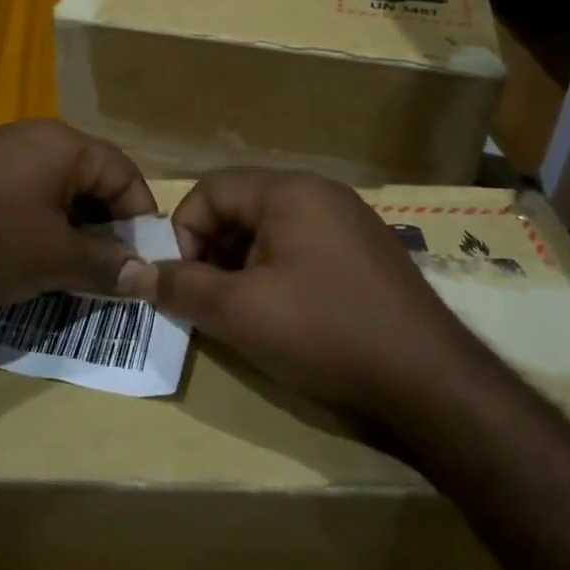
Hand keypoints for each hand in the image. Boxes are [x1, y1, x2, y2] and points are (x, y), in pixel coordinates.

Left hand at [0, 119, 157, 315]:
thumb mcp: (53, 258)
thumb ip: (106, 265)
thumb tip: (148, 276)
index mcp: (64, 145)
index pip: (126, 174)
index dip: (140, 220)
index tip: (142, 264)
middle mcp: (34, 136)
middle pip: (91, 178)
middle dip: (105, 226)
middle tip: (108, 271)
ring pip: (55, 188)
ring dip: (70, 228)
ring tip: (68, 269)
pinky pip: (22, 193)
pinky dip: (36, 223)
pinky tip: (23, 255)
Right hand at [126, 168, 468, 416]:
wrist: (431, 379)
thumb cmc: (327, 332)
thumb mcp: (242, 312)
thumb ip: (183, 287)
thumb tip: (138, 274)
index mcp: (289, 191)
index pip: (210, 190)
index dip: (183, 234)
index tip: (184, 284)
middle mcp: (320, 193)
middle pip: (240, 208)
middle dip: (212, 253)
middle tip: (210, 303)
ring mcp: (348, 221)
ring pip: (270, 231)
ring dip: (242, 267)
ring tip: (243, 315)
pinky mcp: (365, 253)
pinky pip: (302, 248)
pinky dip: (277, 274)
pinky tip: (285, 317)